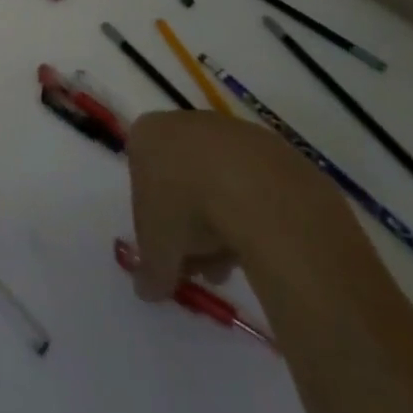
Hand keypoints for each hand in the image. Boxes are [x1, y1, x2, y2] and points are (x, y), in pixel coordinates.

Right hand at [126, 110, 331, 299]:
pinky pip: (253, 183)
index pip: (141, 174)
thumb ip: (149, 270)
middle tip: (203, 265)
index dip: (153, 217)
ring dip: (222, 222)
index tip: (167, 249)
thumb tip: (147, 289)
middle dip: (190, 225)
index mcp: (147, 134)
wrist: (257, 191)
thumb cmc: (187, 209)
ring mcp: (230, 130)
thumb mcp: (157, 251)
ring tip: (233, 264)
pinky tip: (261, 244)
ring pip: (218, 181)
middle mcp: (184, 122)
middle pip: (181, 178)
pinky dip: (253, 212)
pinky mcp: (270, 146)